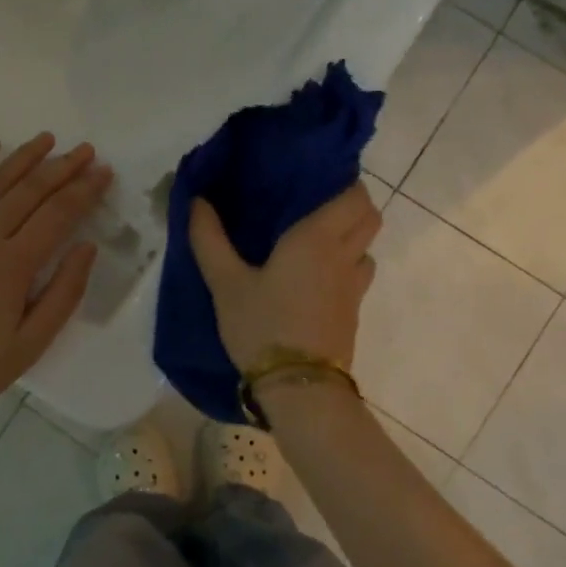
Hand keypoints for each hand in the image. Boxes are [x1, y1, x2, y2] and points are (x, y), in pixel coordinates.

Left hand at [0, 135, 109, 462]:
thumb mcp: (31, 345)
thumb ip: (63, 293)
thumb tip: (87, 247)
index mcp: (11, 267)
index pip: (56, 215)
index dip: (83, 190)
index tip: (103, 170)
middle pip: (28, 192)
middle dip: (61, 167)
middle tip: (85, 149)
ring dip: (22, 158)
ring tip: (47, 139)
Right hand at [188, 182, 381, 370]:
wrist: (299, 387)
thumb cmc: (262, 326)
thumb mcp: (225, 283)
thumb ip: (209, 239)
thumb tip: (196, 200)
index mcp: (317, 238)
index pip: (353, 194)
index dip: (342, 181)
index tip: (314, 179)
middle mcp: (344, 255)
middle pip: (369, 216)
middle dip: (350, 205)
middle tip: (313, 206)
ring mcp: (353, 286)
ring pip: (367, 246)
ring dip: (351, 237)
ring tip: (316, 241)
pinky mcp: (353, 312)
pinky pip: (358, 275)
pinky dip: (346, 266)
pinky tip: (315, 277)